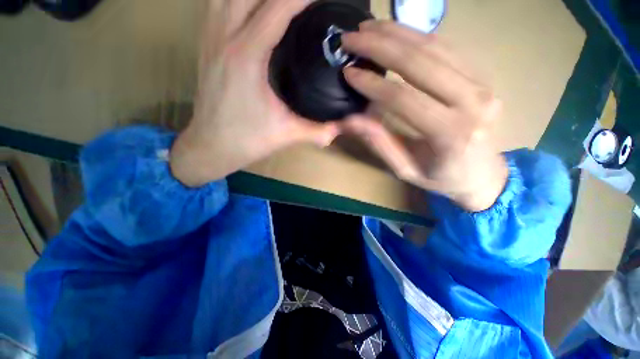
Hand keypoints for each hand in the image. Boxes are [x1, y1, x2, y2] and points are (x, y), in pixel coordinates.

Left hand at [171, 0, 339, 186]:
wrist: (211, 146)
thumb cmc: (247, 140)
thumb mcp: (286, 134)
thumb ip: (316, 131)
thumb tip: (339, 130)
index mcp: (246, 56)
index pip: (276, 9)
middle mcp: (225, 38)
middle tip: (302, 1)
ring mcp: (210, 39)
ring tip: (278, 3)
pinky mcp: (205, 46)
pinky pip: (217, 5)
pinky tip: (249, 6)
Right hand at [341, 21, 507, 211]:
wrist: (484, 176)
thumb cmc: (442, 179)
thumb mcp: (405, 170)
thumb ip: (380, 143)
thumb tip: (350, 121)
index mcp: (450, 134)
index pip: (403, 98)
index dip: (372, 84)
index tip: (348, 72)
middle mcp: (472, 103)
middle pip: (421, 62)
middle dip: (381, 45)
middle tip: (351, 37)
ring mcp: (483, 84)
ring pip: (435, 46)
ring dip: (397, 33)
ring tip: (368, 28)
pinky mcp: (483, 76)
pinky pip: (448, 48)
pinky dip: (418, 36)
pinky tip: (396, 32)